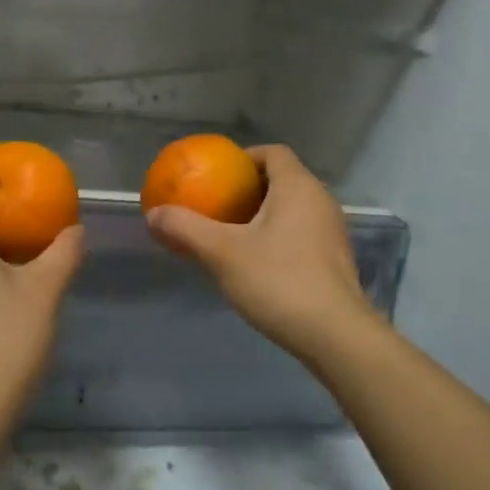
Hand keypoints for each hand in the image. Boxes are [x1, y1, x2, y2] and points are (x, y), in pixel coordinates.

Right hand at [146, 145, 379, 366]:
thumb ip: (185, 228)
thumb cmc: (279, 282)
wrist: (336, 336)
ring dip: (260, 216)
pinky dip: (276, 237)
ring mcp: (331, 231)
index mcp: (298, 187)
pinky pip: (300, 233)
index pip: (272, 153)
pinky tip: (254, 264)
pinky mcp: (334, 260)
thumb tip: (153, 214)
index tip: (216, 176)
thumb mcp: (222, 253)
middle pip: (281, 180)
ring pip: (291, 209)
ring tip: (229, 235)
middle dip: (246, 189)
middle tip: (215, 206)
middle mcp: (320, 201)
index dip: (243, 158)